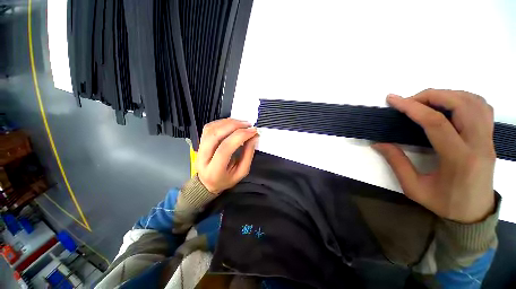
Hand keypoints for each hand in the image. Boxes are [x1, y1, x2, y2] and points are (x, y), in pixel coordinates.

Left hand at [196, 118, 258, 194]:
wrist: (207, 182)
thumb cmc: (226, 179)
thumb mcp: (241, 172)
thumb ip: (248, 154)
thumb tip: (253, 137)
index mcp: (214, 170)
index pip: (225, 148)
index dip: (240, 137)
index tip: (253, 131)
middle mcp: (203, 157)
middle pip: (215, 135)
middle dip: (234, 126)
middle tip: (248, 125)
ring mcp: (199, 148)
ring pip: (211, 129)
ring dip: (228, 122)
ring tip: (242, 123)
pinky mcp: (200, 141)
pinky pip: (209, 127)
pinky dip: (222, 122)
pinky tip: (232, 123)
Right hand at [373, 89, 495, 223]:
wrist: (474, 214)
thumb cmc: (444, 204)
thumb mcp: (414, 188)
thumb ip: (396, 162)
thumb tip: (379, 143)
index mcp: (459, 159)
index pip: (436, 123)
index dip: (412, 107)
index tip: (393, 100)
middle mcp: (478, 144)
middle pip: (460, 104)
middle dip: (431, 96)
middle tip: (409, 101)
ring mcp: (488, 139)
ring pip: (474, 102)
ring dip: (447, 94)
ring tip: (426, 101)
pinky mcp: (489, 138)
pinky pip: (482, 107)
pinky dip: (463, 98)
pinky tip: (448, 105)